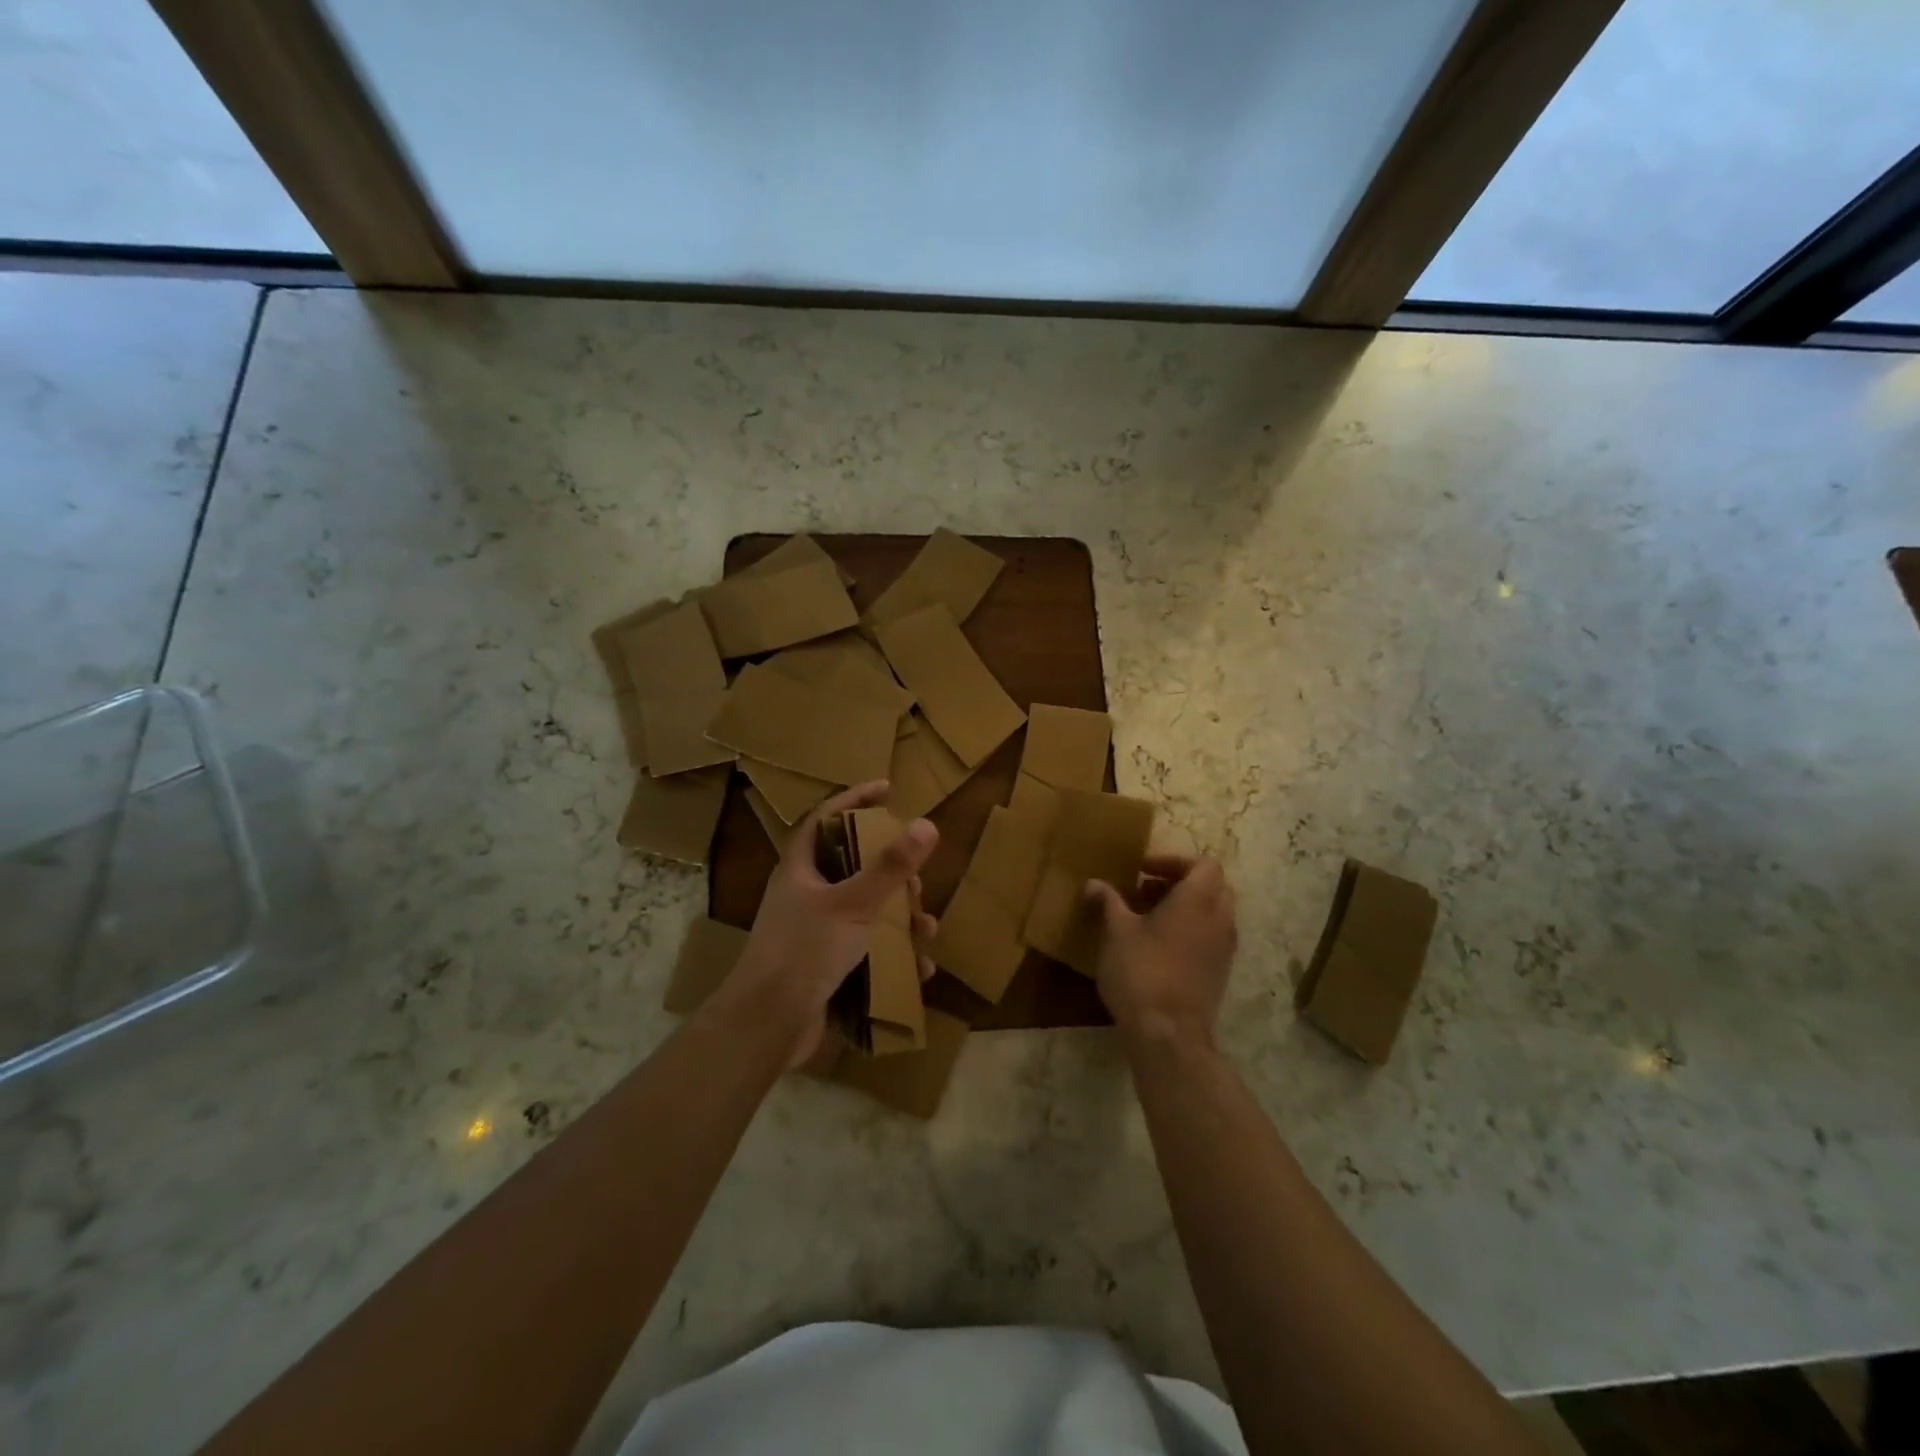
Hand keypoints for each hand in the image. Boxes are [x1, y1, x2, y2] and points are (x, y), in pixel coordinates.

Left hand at [732, 781, 938, 1066]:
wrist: (769, 1024)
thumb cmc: (804, 951)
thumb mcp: (852, 904)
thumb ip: (890, 867)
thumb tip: (927, 824)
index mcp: (801, 869)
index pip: (827, 818)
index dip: (855, 799)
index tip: (888, 789)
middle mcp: (806, 895)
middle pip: (853, 867)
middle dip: (892, 874)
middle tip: (916, 881)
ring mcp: (815, 932)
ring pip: (867, 912)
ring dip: (900, 919)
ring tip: (925, 929)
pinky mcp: (827, 966)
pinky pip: (868, 951)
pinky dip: (894, 956)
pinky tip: (919, 969)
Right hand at [1086, 856, 1236, 1046]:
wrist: (1168, 1034)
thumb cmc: (1141, 971)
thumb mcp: (1116, 931)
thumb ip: (1108, 901)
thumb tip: (1093, 883)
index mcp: (1198, 900)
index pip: (1204, 864)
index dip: (1173, 861)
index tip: (1142, 870)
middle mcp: (1219, 919)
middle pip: (1211, 886)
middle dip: (1179, 883)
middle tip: (1144, 891)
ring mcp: (1224, 948)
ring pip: (1212, 913)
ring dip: (1184, 908)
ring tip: (1145, 919)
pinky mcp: (1219, 973)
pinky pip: (1210, 937)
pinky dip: (1189, 931)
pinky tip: (1156, 947)